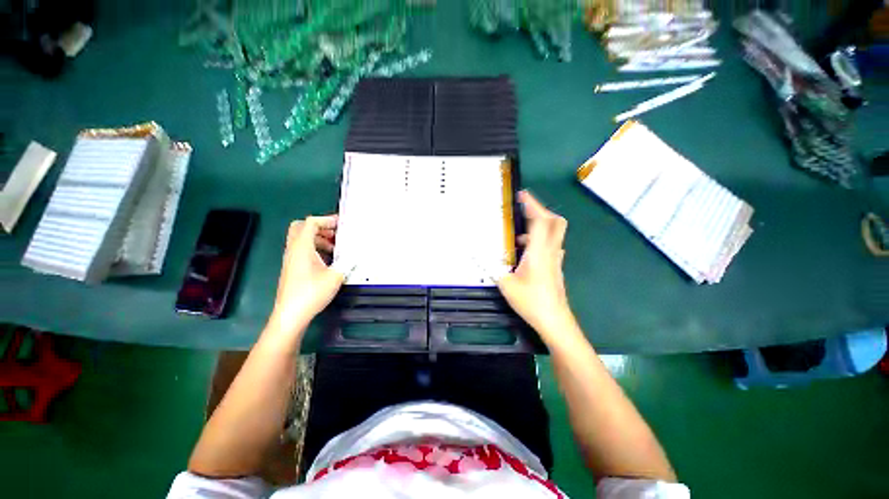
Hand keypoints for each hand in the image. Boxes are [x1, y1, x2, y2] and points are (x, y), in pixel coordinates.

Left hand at [268, 215, 343, 335]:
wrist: (291, 315)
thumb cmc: (311, 293)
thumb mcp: (335, 276)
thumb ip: (347, 261)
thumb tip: (357, 252)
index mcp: (302, 247)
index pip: (311, 223)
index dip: (326, 220)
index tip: (341, 225)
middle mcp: (293, 250)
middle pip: (301, 227)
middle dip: (320, 227)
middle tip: (335, 234)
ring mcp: (291, 259)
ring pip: (302, 239)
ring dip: (319, 238)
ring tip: (336, 247)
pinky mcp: (292, 268)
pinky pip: (302, 250)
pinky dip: (315, 248)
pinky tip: (329, 260)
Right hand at [497, 191, 574, 339]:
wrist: (554, 321)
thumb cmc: (531, 302)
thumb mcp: (506, 284)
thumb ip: (492, 267)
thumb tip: (478, 256)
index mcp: (539, 251)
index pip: (541, 220)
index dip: (532, 204)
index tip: (522, 195)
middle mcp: (551, 251)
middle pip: (555, 222)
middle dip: (540, 211)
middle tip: (523, 209)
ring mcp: (556, 259)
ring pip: (554, 233)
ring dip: (539, 226)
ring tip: (518, 233)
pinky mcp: (556, 267)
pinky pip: (551, 245)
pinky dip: (540, 240)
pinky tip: (526, 251)